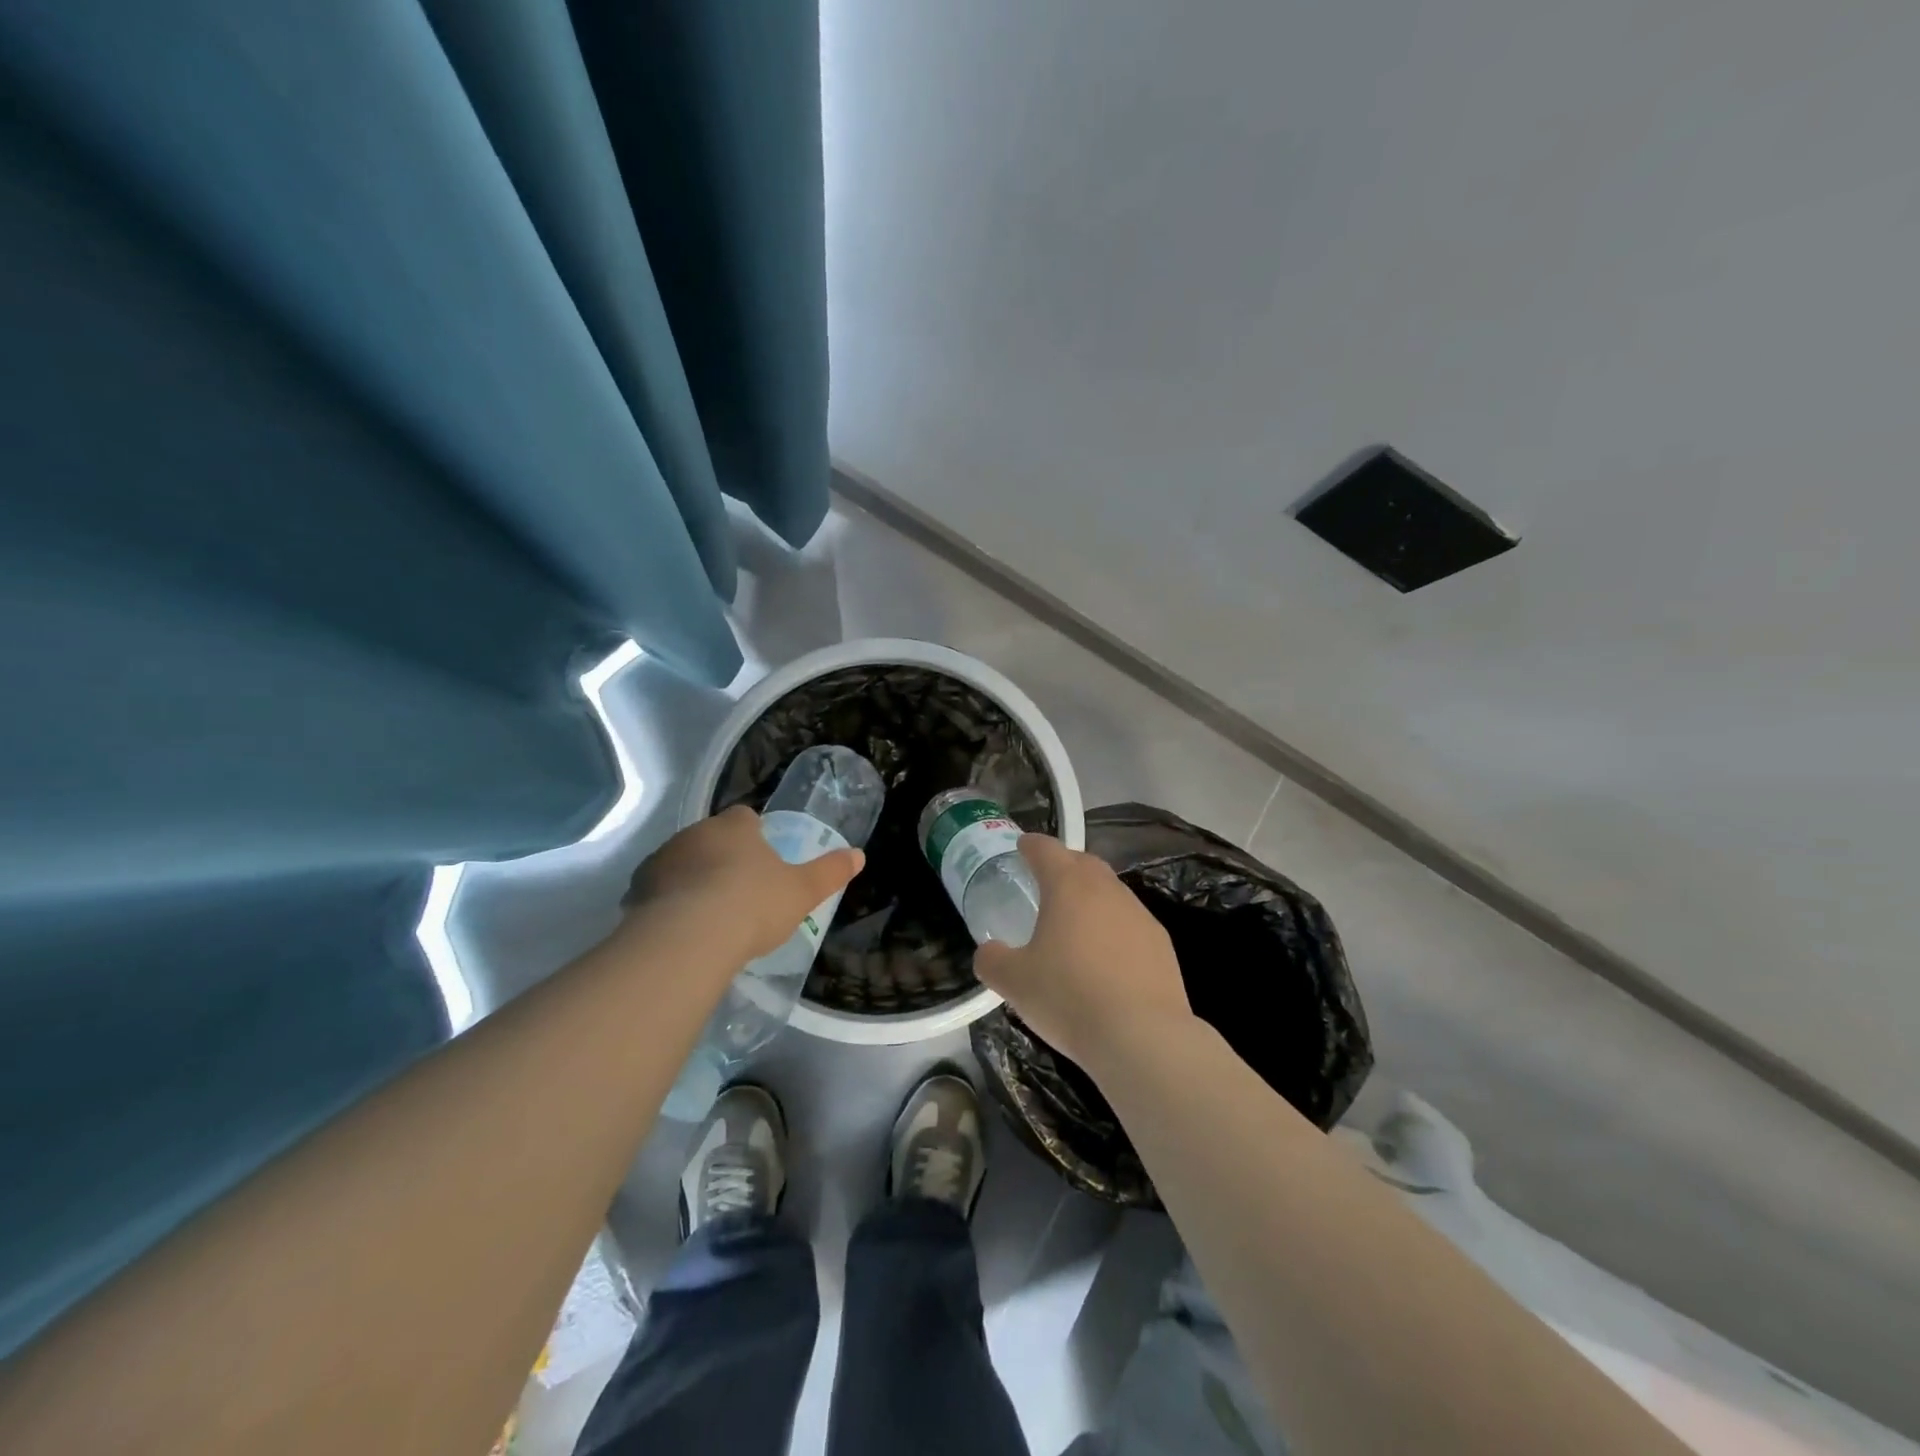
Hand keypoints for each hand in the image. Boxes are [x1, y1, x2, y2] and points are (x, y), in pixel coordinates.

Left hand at [624, 805, 864, 963]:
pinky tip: (681, 932)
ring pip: (681, 863)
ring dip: (691, 880)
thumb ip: (830, 872)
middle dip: (722, 857)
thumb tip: (859, 855)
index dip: (754, 834)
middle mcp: (695, 833)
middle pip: (711, 838)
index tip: (762, 858)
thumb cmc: (753, 904)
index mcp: (735, 827)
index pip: (745, 817)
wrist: (689, 937)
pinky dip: (667, 905)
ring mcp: (661, 860)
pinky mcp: (636, 891)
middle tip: (738, 891)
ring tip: (708, 916)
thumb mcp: (803, 891)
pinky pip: (656, 893)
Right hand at [972, 834, 1193, 1072]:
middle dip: (1064, 865)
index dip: (1031, 845)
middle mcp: (1107, 889)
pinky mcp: (1161, 943)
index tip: (1022, 846)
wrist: (1142, 1036)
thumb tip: (988, 952)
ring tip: (1075, 922)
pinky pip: (1130, 922)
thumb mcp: (1014, 983)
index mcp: (1068, 886)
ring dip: (1091, 897)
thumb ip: (993, 961)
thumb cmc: (1069, 998)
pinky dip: (1113, 928)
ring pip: (1110, 892)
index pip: (1046, 850)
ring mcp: (1139, 914)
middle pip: (1083, 863)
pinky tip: (1106, 956)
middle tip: (1046, 881)